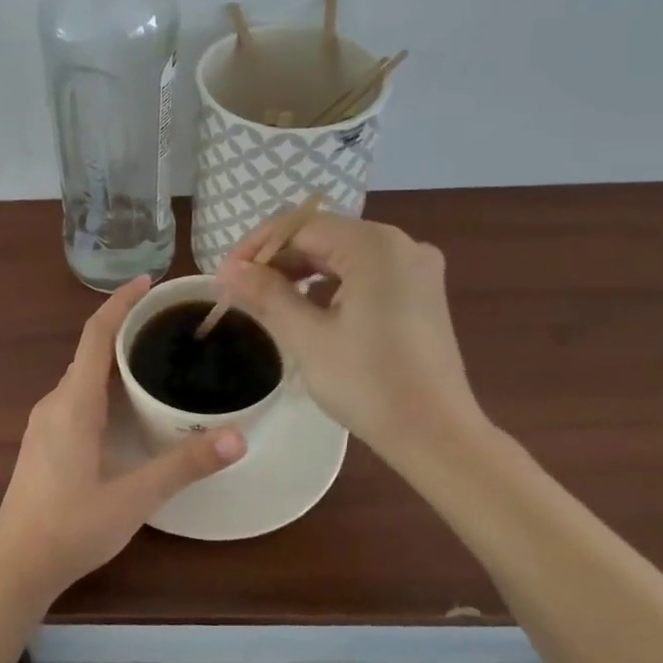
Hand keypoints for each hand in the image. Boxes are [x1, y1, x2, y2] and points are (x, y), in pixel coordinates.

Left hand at [0, 277, 246, 606]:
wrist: (16, 566)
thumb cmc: (72, 527)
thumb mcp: (135, 497)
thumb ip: (185, 465)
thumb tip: (239, 436)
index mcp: (73, 403)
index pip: (95, 335)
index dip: (120, 303)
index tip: (148, 282)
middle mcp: (55, 403)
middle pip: (90, 350)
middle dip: (125, 327)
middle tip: (169, 321)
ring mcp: (45, 423)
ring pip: (83, 375)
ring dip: (114, 357)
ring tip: (156, 354)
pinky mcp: (45, 441)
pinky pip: (77, 395)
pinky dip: (104, 383)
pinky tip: (128, 403)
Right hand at [214, 213, 484, 451]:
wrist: (436, 435)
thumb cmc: (368, 384)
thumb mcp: (307, 338)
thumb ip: (266, 295)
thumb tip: (229, 270)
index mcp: (375, 246)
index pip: (301, 227)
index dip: (258, 247)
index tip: (226, 276)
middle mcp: (401, 244)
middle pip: (324, 236)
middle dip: (279, 259)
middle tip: (241, 289)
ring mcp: (416, 268)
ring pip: (343, 254)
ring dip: (302, 271)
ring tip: (266, 299)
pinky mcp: (421, 293)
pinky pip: (365, 272)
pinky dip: (331, 283)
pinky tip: (307, 307)